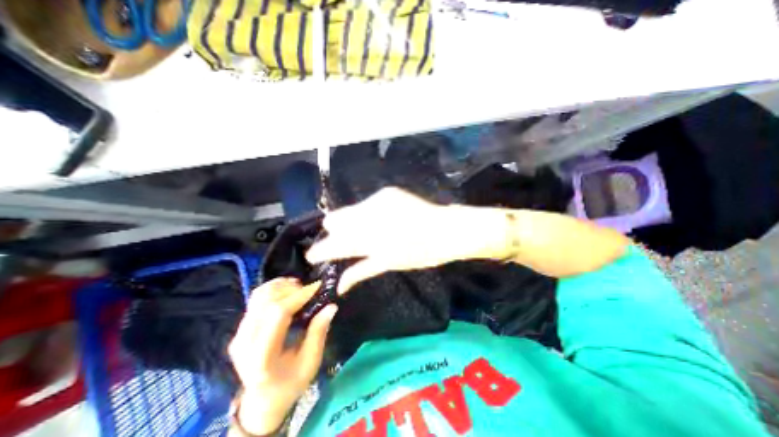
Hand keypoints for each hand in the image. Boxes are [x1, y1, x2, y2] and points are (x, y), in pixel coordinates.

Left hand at [226, 279, 334, 435]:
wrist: (262, 399)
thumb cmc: (290, 382)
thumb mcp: (310, 362)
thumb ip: (319, 332)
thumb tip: (331, 306)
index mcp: (261, 356)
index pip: (278, 313)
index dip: (299, 295)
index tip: (318, 287)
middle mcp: (244, 342)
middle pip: (268, 301)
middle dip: (293, 289)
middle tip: (311, 290)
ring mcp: (239, 334)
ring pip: (260, 296)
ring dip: (282, 286)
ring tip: (300, 288)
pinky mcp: (240, 328)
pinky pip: (256, 299)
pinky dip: (274, 289)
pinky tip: (288, 290)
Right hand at [304, 187, 505, 292]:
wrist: (445, 229)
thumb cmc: (420, 253)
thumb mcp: (388, 264)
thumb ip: (360, 271)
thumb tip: (339, 284)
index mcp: (368, 239)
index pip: (333, 244)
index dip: (320, 251)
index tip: (312, 256)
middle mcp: (367, 215)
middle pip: (334, 220)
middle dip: (334, 233)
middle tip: (343, 243)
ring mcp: (376, 200)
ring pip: (349, 211)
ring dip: (351, 222)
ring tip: (365, 231)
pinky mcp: (386, 192)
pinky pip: (366, 204)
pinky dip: (366, 213)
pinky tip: (380, 220)